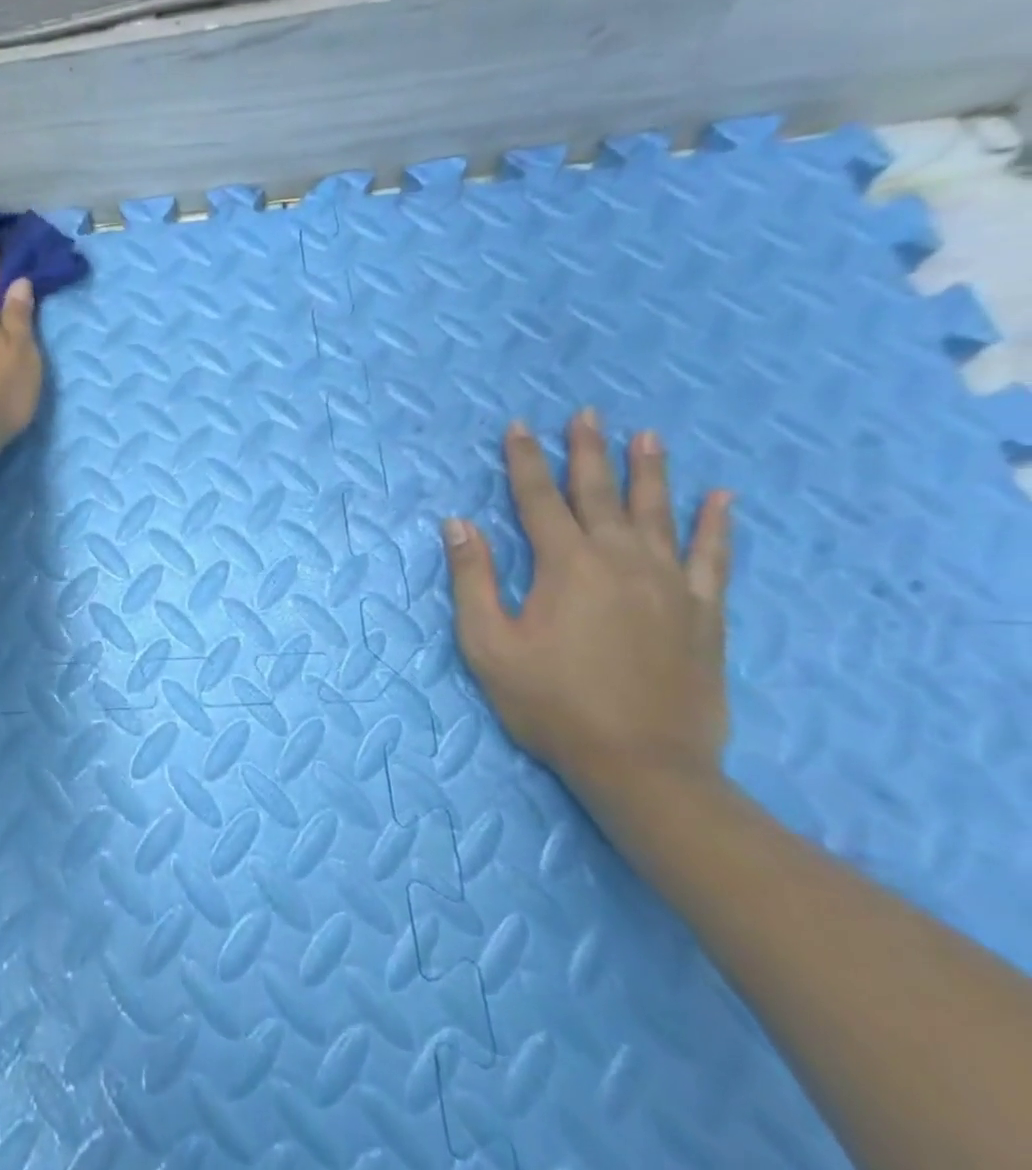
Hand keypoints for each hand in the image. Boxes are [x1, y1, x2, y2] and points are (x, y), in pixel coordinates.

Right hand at [442, 408, 734, 804]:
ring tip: (648, 436)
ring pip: (657, 514)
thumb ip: (472, 579)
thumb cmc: (551, 704)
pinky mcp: (701, 613)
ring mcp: (667, 585)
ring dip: (650, 472)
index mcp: (565, 566)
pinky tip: (721, 499)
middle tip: (586, 414)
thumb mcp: (488, 645)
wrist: (642, 766)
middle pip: (599, 494)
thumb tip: (458, 524)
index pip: (538, 499)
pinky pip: (712, 558)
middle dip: (587, 451)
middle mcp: (619, 561)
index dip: (525, 461)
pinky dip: (716, 526)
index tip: (519, 427)